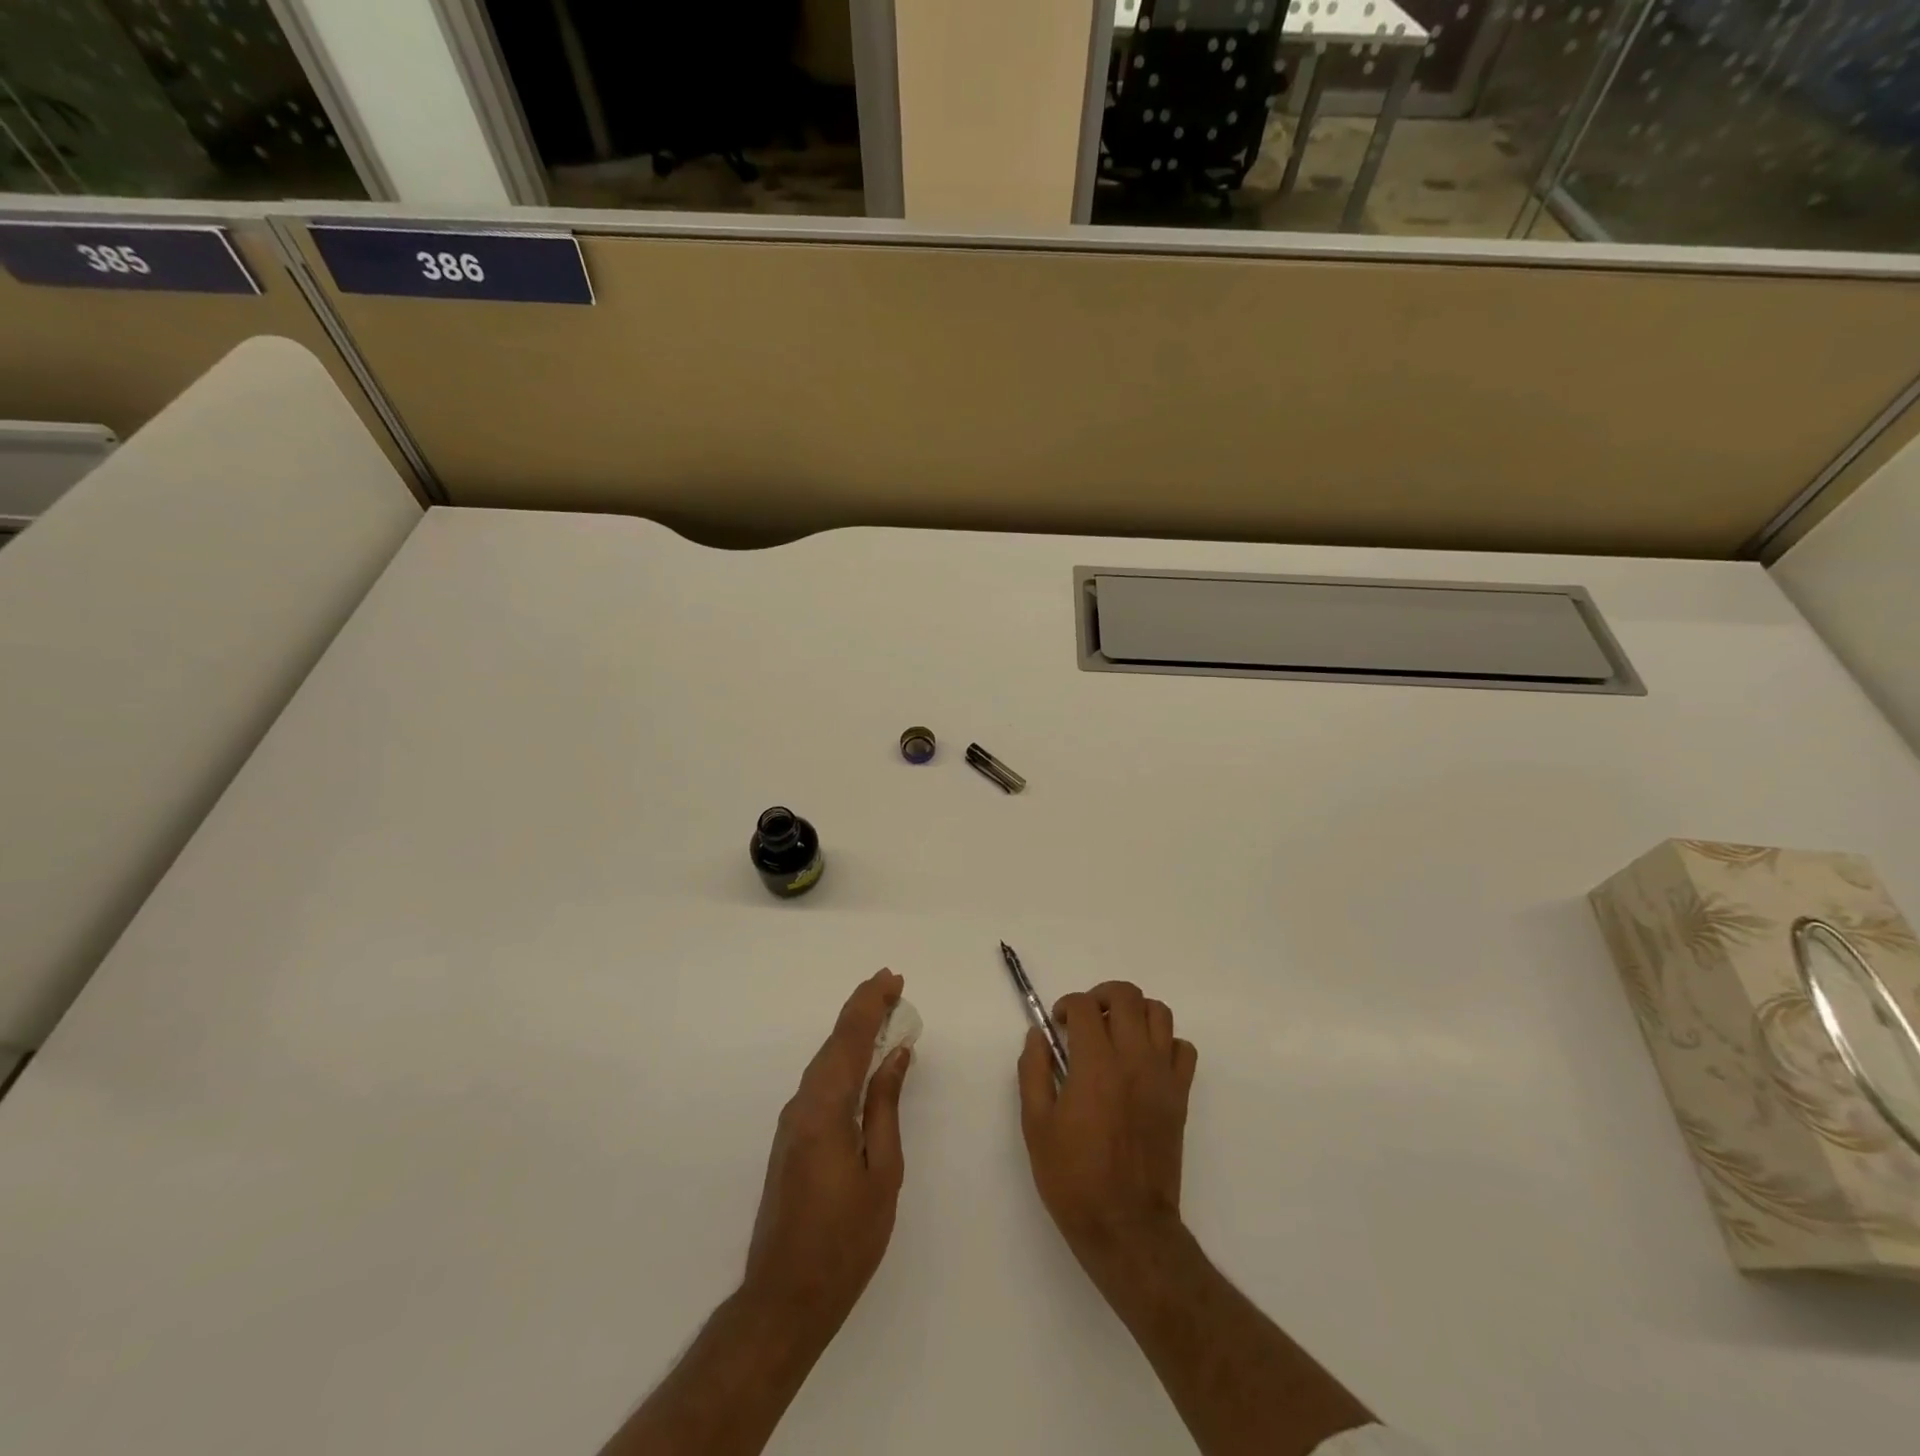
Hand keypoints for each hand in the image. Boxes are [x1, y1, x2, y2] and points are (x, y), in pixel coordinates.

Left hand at [744, 969, 912, 1334]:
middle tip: (893, 987)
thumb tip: (896, 1055)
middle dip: (863, 1009)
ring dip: (853, 1032)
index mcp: (826, 1109)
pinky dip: (843, 1057)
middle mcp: (803, 1104)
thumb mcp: (881, 1172)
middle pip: (835, 1042)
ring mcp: (792, 1121)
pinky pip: (821, 1080)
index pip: (850, 1039)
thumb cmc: (845, 1239)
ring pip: (825, 1059)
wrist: (785, 1296)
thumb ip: (885, 1107)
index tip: (893, 979)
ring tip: (884, 1013)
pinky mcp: (791, 1137)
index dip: (871, 1004)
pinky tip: (862, 1060)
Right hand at [1018, 980, 1196, 1279]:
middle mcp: (1134, 1059)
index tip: (1056, 1025)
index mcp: (1095, 1064)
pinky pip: (1183, 1049)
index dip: (1066, 1005)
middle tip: (1085, 1019)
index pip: (1084, 1006)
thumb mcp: (1036, 1126)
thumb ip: (1034, 1072)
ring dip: (1135, 1012)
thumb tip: (1037, 1036)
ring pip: (1159, 1013)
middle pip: (1127, 996)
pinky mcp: (1180, 1096)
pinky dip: (1165, 1043)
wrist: (1127, 1227)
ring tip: (1116, 1033)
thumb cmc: (1074, 1178)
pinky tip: (1144, 1061)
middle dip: (1101, 996)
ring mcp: (1162, 1075)